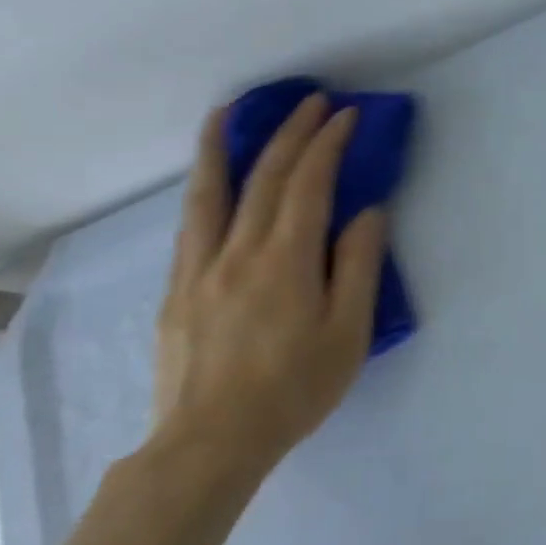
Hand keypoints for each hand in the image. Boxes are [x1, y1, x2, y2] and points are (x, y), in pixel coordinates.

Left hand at [149, 95, 388, 479]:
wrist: (211, 443)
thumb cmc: (295, 388)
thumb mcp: (348, 331)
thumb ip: (358, 266)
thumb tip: (367, 213)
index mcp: (285, 261)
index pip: (308, 186)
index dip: (328, 145)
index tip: (347, 115)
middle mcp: (236, 252)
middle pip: (262, 178)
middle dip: (290, 133)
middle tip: (312, 102)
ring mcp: (198, 269)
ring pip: (211, 193)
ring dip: (225, 145)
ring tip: (232, 111)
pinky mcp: (178, 289)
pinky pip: (193, 222)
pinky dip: (204, 186)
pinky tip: (211, 179)